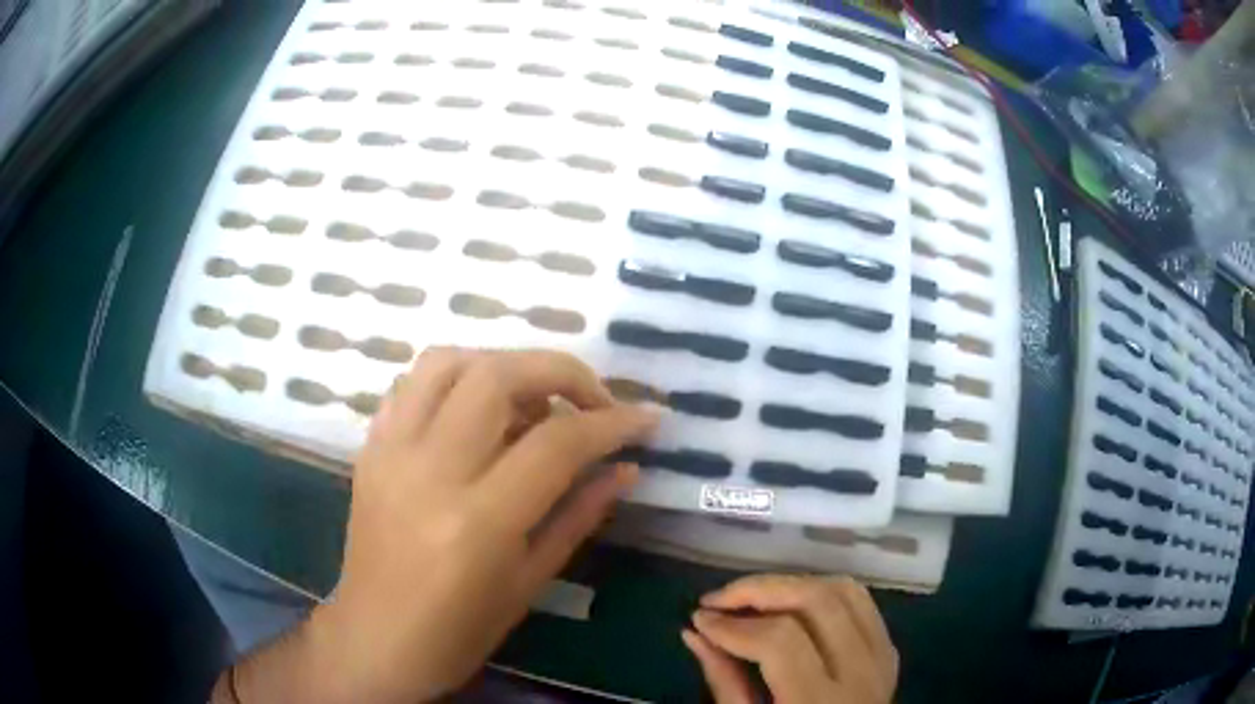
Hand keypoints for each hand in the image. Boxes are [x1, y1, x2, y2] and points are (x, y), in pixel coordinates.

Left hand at [227, 348, 657, 703]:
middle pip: (497, 376)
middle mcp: (429, 471)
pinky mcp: (369, 448)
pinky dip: (455, 380)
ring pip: (447, 361)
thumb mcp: (531, 582)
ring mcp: (390, 452)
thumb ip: (580, 514)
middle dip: (560, 372)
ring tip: (533, 400)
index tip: (645, 418)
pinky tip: (477, 411)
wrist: (376, 639)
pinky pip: (412, 385)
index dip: (611, 422)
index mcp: (478, 521)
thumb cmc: (460, 630)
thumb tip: (627, 467)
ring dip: (503, 364)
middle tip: (592, 400)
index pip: (556, 443)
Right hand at [682, 575, 897, 702]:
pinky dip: (823, 591)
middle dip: (761, 590)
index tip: (699, 618)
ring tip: (751, 598)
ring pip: (845, 591)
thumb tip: (695, 632)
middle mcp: (861, 675)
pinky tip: (791, 604)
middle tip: (719, 599)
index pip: (780, 642)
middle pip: (819, 602)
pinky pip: (862, 602)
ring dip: (792, 584)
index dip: (734, 625)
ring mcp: (882, 659)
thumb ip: (724, 683)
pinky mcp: (889, 651)